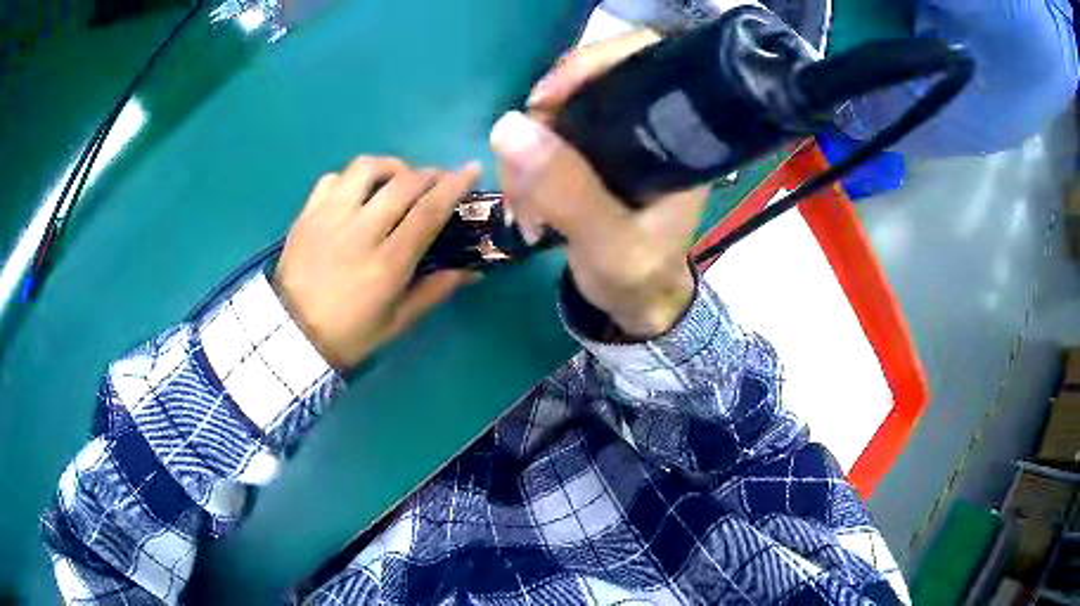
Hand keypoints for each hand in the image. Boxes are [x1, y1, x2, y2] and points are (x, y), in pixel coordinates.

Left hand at [274, 156, 481, 369]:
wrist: (291, 336)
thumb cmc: (349, 335)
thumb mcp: (398, 322)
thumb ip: (435, 291)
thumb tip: (471, 270)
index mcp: (386, 263)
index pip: (428, 211)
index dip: (455, 185)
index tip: (472, 169)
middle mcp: (359, 232)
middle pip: (402, 183)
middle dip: (429, 174)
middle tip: (438, 181)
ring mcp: (328, 218)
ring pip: (365, 168)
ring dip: (391, 167)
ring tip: (398, 180)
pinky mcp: (307, 215)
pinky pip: (333, 178)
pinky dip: (353, 178)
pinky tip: (358, 193)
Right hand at [490, 30, 708, 338]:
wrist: (634, 304)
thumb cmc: (638, 277)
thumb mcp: (610, 245)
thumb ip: (568, 192)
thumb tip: (508, 126)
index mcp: (675, 137)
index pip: (643, 61)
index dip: (593, 63)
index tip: (545, 100)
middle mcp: (646, 127)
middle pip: (586, 84)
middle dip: (543, 125)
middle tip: (523, 178)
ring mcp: (614, 140)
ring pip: (557, 114)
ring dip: (526, 156)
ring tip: (525, 211)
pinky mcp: (589, 156)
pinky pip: (545, 140)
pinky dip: (525, 166)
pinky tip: (524, 205)